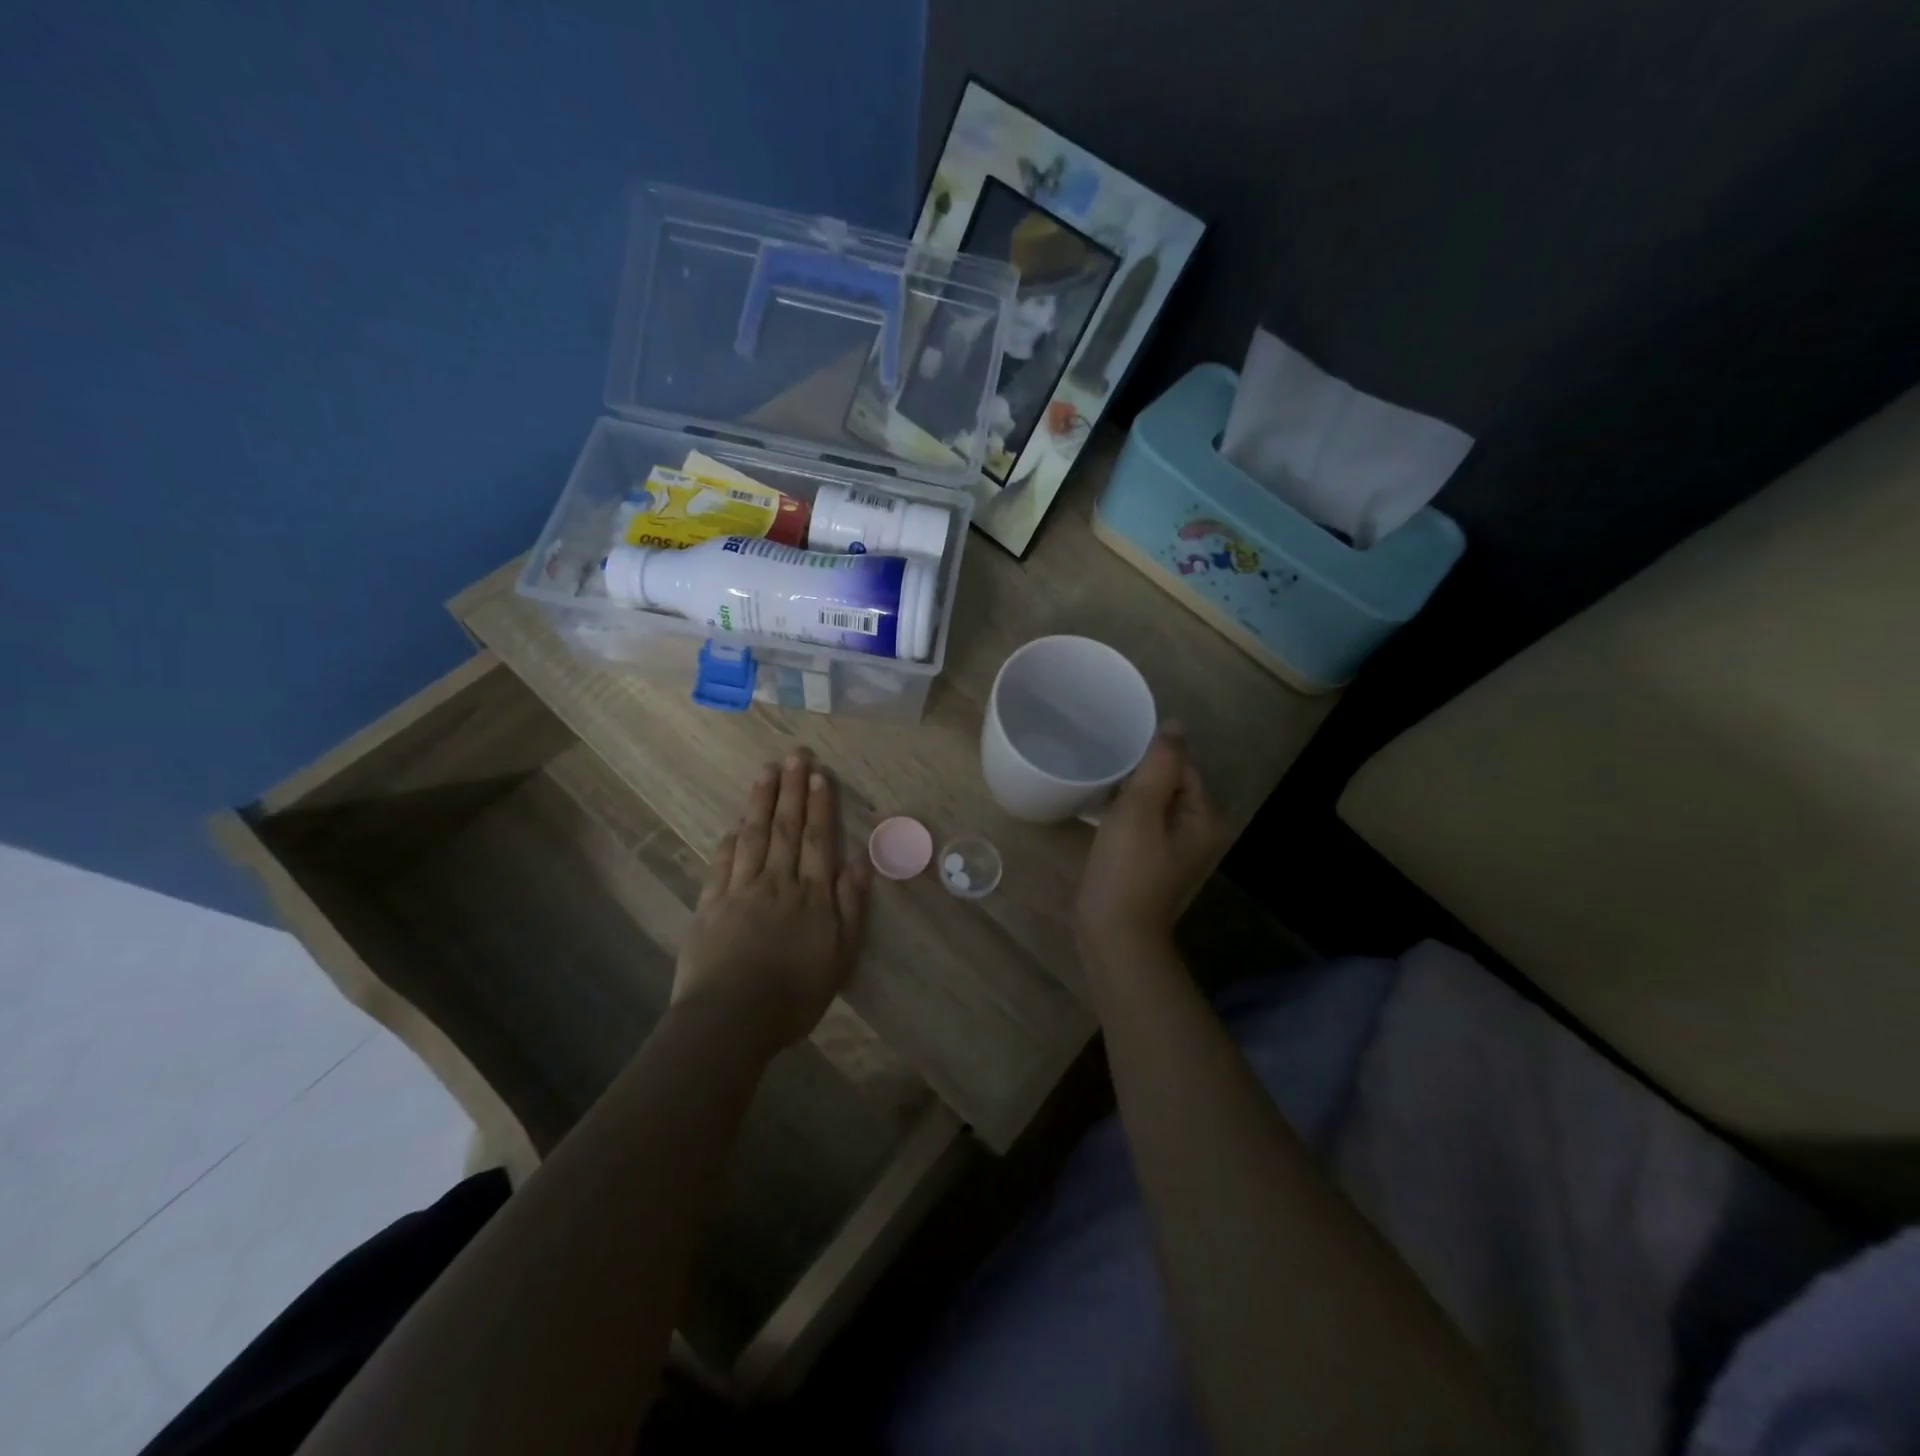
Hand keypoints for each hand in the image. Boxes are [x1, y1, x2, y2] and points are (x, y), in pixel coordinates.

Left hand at [674, 748, 871, 1052]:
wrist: (731, 1019)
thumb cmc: (794, 995)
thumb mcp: (840, 957)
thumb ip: (850, 908)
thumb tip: (859, 863)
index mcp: (811, 895)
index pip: (818, 840)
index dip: (820, 806)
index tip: (819, 775)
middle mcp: (778, 882)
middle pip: (786, 828)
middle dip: (792, 789)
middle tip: (794, 755)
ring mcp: (741, 890)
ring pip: (753, 836)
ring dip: (760, 802)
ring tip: (766, 772)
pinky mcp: (710, 905)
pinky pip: (722, 864)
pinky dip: (730, 841)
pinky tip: (734, 825)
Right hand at [1076, 726, 1220, 960]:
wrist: (1115, 936)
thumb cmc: (1127, 871)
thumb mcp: (1140, 810)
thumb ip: (1159, 764)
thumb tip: (1175, 725)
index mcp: (1205, 817)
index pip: (1181, 765)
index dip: (1149, 754)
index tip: (1113, 747)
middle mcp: (1199, 832)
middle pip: (1169, 783)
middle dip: (1138, 772)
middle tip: (1100, 762)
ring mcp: (1177, 850)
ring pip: (1153, 804)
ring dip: (1128, 792)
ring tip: (1096, 780)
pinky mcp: (1154, 863)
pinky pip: (1143, 824)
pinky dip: (1125, 814)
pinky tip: (1099, 811)